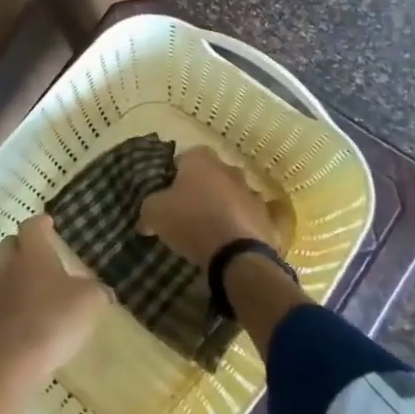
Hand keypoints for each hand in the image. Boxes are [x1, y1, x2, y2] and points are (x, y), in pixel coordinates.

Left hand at [0, 214, 110, 379]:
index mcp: (32, 252)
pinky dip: (12, 304)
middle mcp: (8, 265)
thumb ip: (97, 291)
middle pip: (11, 244)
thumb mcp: (88, 303)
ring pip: (4, 273)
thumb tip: (103, 291)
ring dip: (18, 277)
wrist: (7, 363)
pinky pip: (0, 301)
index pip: (32, 225)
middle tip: (43, 256)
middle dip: (25, 246)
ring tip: (38, 292)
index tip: (49, 224)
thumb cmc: (51, 321)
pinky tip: (27, 319)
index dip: (41, 223)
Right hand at [137, 145, 277, 269]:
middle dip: (203, 188)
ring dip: (226, 205)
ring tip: (213, 228)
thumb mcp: (154, 213)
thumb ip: (148, 210)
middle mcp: (229, 169)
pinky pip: (255, 218)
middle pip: (212, 174)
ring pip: (235, 194)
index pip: (185, 157)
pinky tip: (237, 239)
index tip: (169, 193)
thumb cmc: (191, 221)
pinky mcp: (270, 218)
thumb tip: (145, 220)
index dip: (176, 174)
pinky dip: (247, 224)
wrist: (237, 255)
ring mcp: (253, 193)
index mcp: (201, 160)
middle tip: (189, 210)